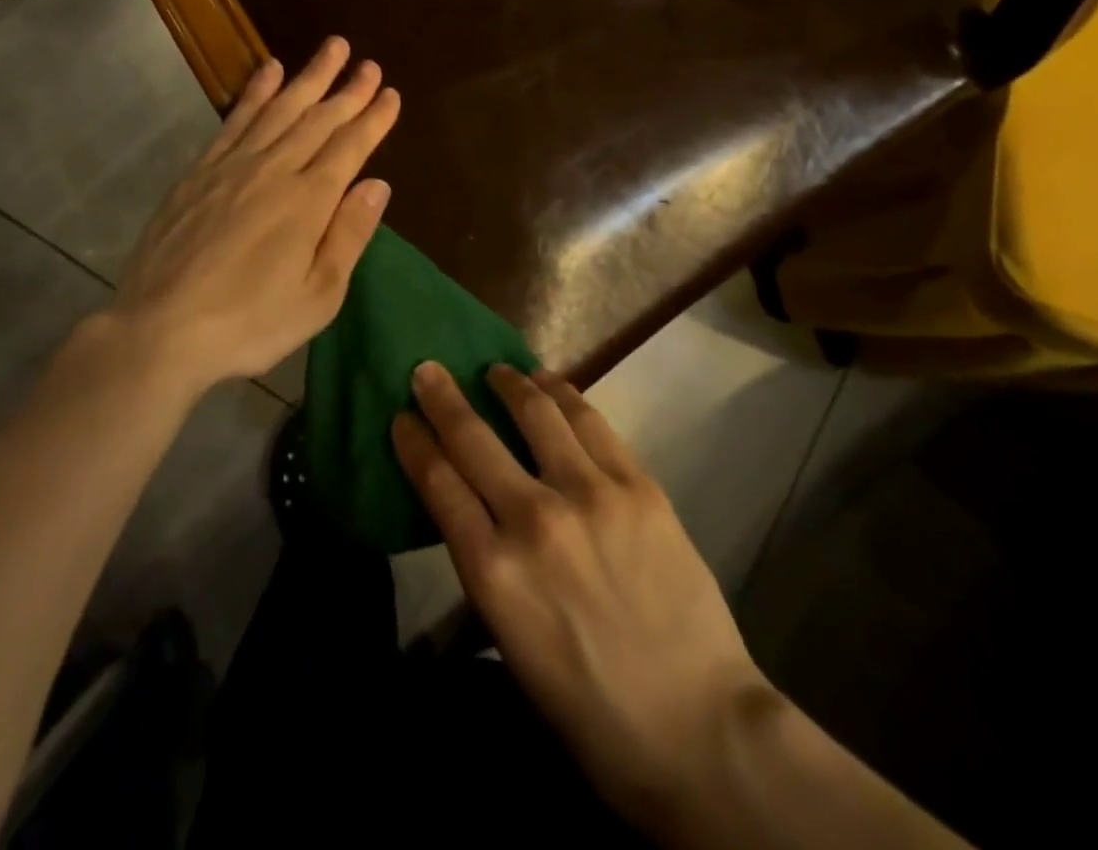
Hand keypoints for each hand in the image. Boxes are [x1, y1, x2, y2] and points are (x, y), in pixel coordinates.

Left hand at [95, 36, 399, 394]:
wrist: (160, 330)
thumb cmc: (249, 323)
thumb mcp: (318, 296)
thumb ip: (349, 235)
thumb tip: (377, 183)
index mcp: (308, 201)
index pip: (350, 147)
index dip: (373, 118)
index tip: (390, 92)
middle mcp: (274, 170)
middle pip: (319, 119)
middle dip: (348, 90)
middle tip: (369, 62)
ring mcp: (232, 166)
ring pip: (279, 109)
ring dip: (308, 76)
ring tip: (331, 48)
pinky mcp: (199, 172)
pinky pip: (235, 120)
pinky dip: (255, 92)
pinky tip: (269, 72)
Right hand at [393, 364, 773, 839]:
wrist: (694, 726)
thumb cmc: (588, 704)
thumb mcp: (511, 640)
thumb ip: (486, 565)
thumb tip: (472, 507)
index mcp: (493, 572)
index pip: (438, 483)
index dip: (414, 442)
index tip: (402, 416)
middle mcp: (534, 520)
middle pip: (474, 438)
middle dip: (442, 398)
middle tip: (428, 370)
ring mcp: (590, 495)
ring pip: (536, 413)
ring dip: (509, 384)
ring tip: (498, 370)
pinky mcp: (637, 486)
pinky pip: (591, 423)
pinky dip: (564, 395)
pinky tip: (551, 385)